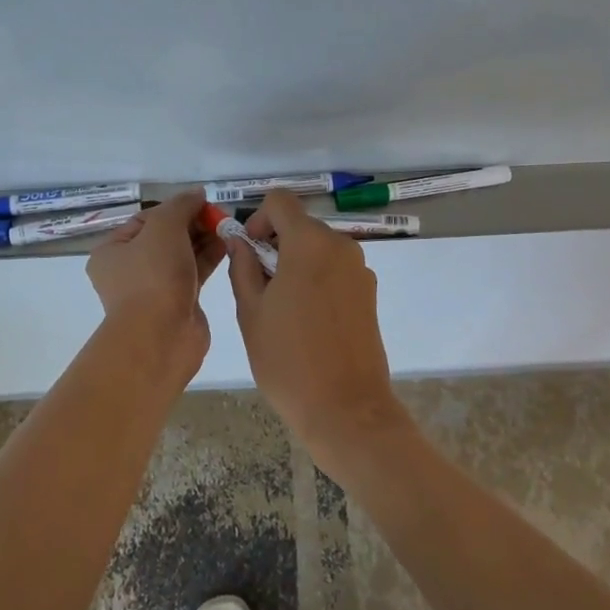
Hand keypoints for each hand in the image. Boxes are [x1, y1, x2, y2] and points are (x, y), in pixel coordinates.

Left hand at [87, 188, 224, 378]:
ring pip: (182, 255)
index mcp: (112, 251)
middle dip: (193, 223)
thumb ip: (181, 205)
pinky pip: (194, 273)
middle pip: (165, 236)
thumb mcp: (164, 228)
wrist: (161, 336)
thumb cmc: (153, 276)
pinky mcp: (178, 302)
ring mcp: (154, 288)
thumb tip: (197, 194)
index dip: (175, 208)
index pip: (146, 219)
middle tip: (220, 214)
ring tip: (229, 226)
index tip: (202, 202)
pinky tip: (229, 244)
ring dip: (204, 239)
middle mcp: (129, 269)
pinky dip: (209, 258)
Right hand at [226, 190, 413, 472]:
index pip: (281, 201)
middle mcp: (341, 246)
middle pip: (301, 225)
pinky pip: (336, 270)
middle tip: (257, 286)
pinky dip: (316, 279)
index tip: (248, 250)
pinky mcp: (369, 293)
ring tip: (280, 308)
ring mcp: (360, 270)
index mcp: (309, 244)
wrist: (346, 409)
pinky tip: (306, 320)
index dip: (258, 217)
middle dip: (275, 244)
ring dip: (296, 263)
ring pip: (319, 249)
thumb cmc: (288, 361)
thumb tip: (239, 242)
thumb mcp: (251, 312)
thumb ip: (243, 267)